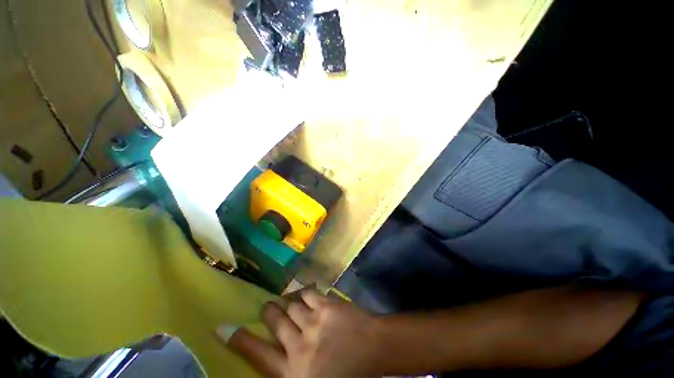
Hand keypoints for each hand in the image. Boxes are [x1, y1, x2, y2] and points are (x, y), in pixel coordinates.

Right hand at [218, 290, 383, 377]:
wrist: (375, 349)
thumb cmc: (347, 372)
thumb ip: (292, 368)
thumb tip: (276, 354)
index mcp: (294, 373)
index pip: (259, 356)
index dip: (240, 341)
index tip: (223, 328)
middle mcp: (299, 347)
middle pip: (275, 323)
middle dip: (269, 312)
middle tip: (267, 307)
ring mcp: (314, 323)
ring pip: (291, 306)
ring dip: (289, 303)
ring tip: (289, 301)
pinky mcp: (327, 306)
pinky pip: (308, 293)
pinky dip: (305, 292)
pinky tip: (306, 294)